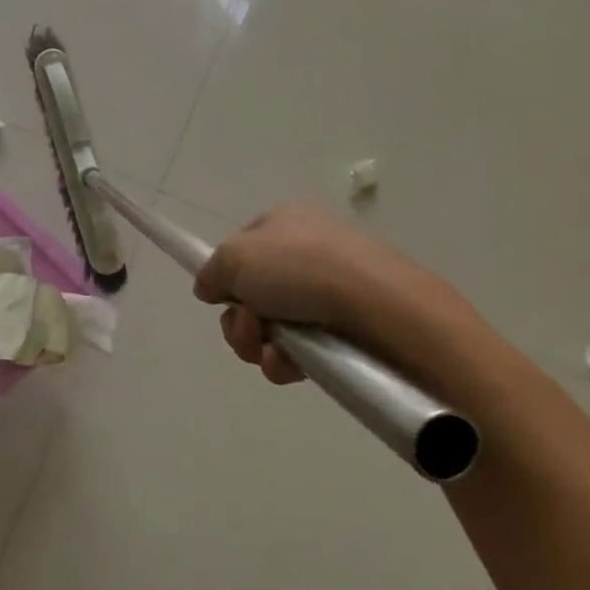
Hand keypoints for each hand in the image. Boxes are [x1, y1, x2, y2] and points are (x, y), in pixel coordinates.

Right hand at [192, 203, 481, 388]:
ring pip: (270, 329)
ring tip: (271, 350)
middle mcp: (306, 254)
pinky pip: (299, 353)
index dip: (228, 276)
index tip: (222, 296)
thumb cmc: (301, 267)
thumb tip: (210, 288)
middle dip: (239, 320)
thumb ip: (212, 272)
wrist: (379, 307)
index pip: (242, 250)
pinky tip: (292, 365)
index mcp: (283, 224)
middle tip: (249, 327)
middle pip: (251, 295)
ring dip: (256, 344)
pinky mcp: (345, 334)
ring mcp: (328, 295)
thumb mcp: (235, 257)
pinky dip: (285, 362)